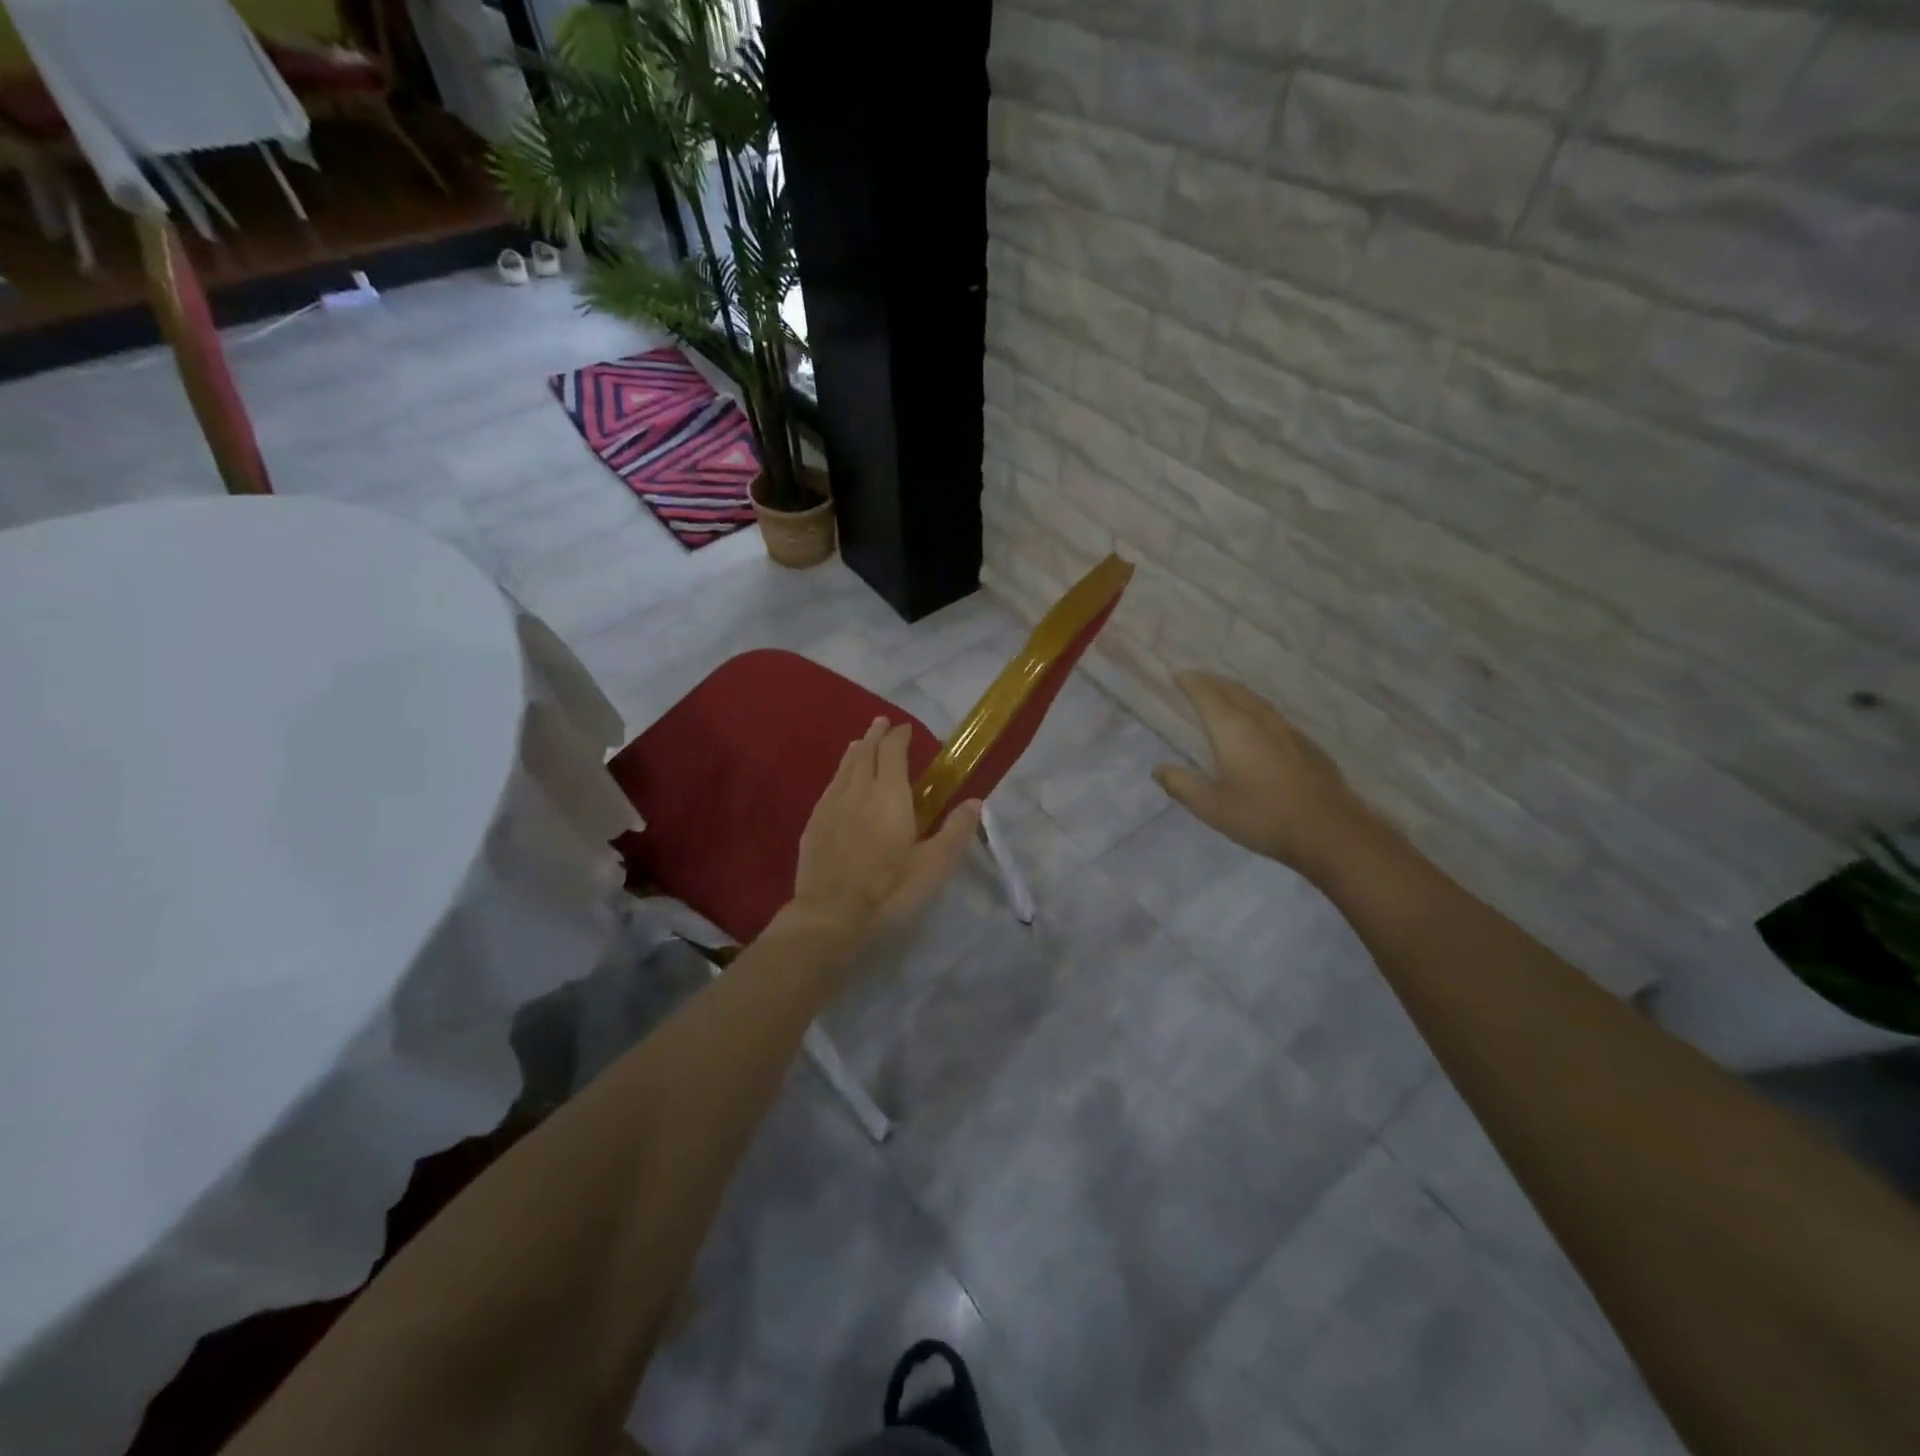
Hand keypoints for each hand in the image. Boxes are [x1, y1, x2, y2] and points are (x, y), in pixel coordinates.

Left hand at [786, 717, 980, 949]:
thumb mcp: (934, 865)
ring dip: (855, 751)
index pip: (893, 751)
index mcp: (889, 794)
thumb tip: (975, 801)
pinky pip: (829, 787)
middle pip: (865, 752)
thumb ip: (956, 831)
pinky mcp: (813, 824)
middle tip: (882, 724)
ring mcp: (830, 805)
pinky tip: (839, 784)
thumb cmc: (889, 889)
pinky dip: (839, 775)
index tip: (905, 729)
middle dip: (875, 735)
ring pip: (843, 767)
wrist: (830, 915)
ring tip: (861, 744)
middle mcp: (857, 790)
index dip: (899, 736)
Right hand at [1153, 671, 1382, 879]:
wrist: (1330, 831)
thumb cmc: (1263, 817)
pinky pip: (1273, 714)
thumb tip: (1158, 768)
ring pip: (1257, 700)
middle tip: (1195, 679)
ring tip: (1223, 693)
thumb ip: (1181, 785)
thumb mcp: (1211, 807)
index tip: (1177, 676)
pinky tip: (1257, 722)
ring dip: (1235, 691)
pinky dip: (1255, 707)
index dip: (1191, 683)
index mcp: (1233, 730)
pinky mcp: (1306, 745)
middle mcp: (1260, 721)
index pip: (1207, 695)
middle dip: (1212, 681)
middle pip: (1233, 690)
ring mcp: (1288, 731)